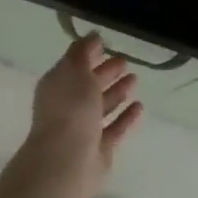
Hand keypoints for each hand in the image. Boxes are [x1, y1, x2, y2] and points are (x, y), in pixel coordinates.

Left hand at [20, 35, 144, 197]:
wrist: (67, 161)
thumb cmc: (70, 110)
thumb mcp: (75, 71)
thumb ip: (83, 51)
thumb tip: (92, 36)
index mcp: (57, 85)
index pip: (74, 65)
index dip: (89, 54)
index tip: (107, 44)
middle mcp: (68, 106)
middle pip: (89, 85)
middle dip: (106, 72)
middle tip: (126, 61)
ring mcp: (83, 129)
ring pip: (102, 106)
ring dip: (117, 92)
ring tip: (135, 80)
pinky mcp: (99, 149)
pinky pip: (115, 128)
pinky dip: (126, 117)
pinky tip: (140, 106)